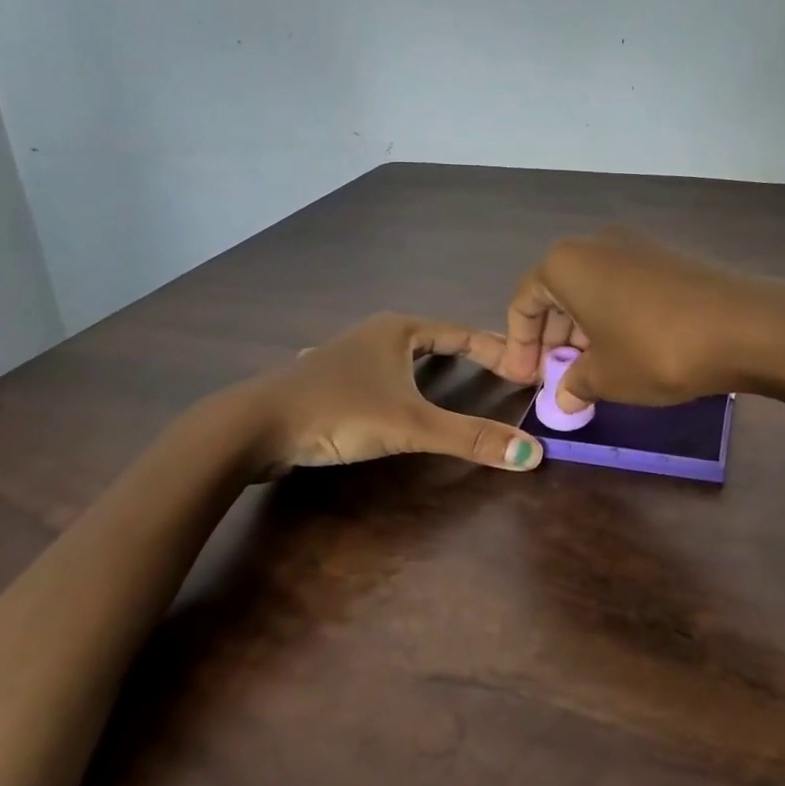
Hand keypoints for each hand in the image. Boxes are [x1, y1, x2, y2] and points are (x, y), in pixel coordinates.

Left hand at [255, 312, 540, 472]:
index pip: (461, 333)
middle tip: (497, 368)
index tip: (525, 363)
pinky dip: (391, 379)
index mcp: (398, 330)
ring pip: (398, 355)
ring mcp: (344, 355)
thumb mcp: (410, 426)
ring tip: (450, 373)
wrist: (253, 426)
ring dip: (425, 363)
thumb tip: (531, 455)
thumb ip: (469, 438)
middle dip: (465, 351)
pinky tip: (378, 386)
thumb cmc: (338, 412)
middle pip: (432, 339)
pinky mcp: (324, 381)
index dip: (496, 348)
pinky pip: (374, 374)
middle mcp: (373, 334)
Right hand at [500, 226, 772, 412]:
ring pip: (591, 290)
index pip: (524, 302)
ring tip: (590, 372)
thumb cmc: (654, 349)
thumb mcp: (605, 376)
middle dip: (552, 338)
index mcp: (566, 264)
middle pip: (557, 292)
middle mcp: (595, 244)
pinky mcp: (667, 259)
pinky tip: (624, 352)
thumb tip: (564, 397)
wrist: (744, 327)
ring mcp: (635, 246)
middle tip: (556, 379)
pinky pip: (622, 288)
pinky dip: (612, 318)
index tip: (526, 380)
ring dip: (582, 331)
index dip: (519, 345)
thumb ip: (574, 384)